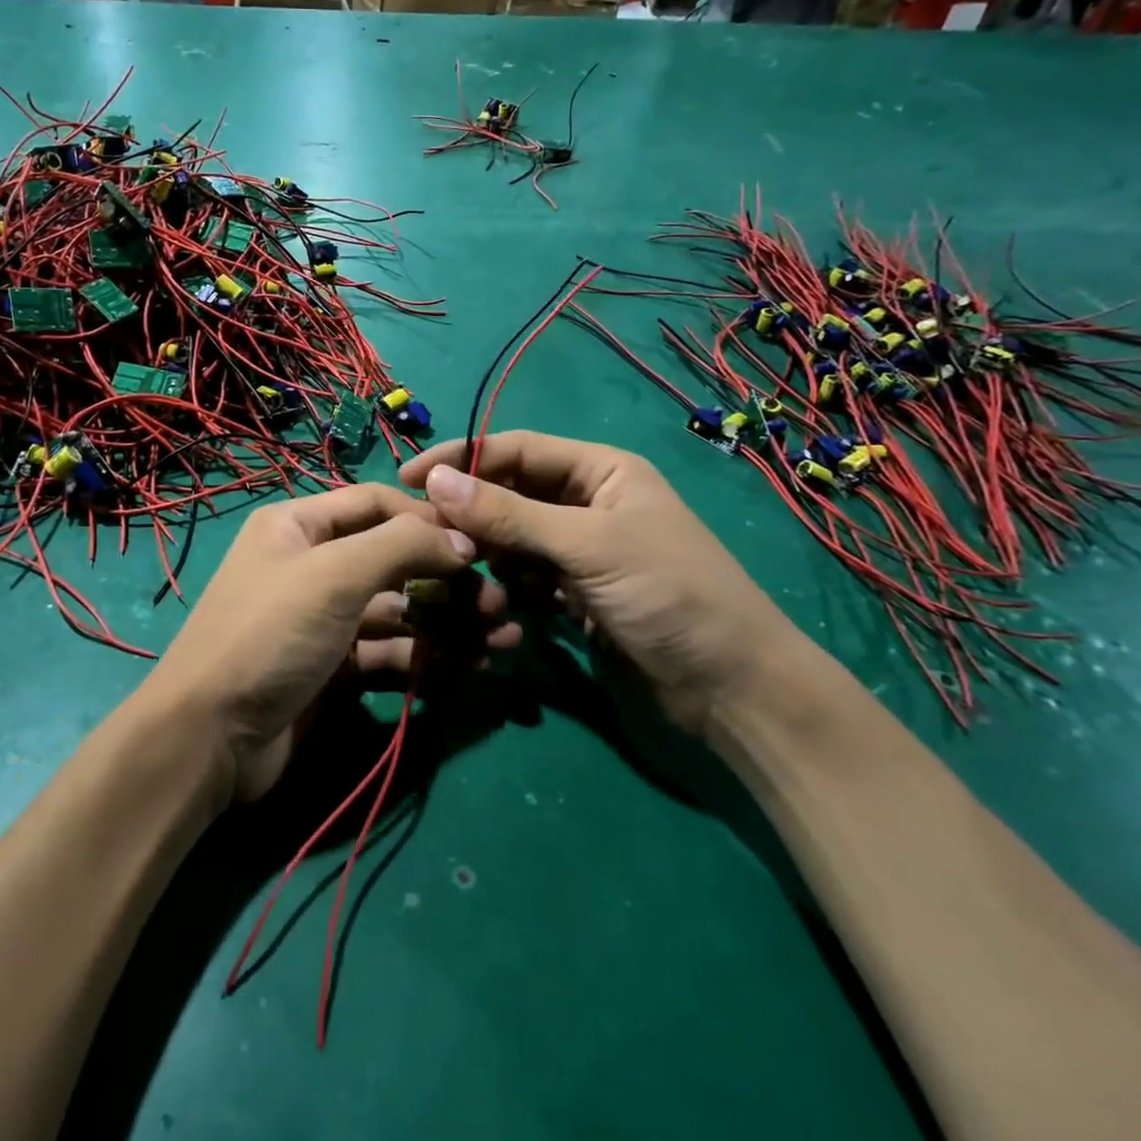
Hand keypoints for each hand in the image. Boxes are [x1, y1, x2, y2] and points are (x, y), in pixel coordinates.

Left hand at [145, 484, 520, 804]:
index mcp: (299, 526)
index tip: (481, 542)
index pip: (377, 503)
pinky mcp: (334, 669)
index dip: (429, 519)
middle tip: (502, 603)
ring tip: (503, 639)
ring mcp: (324, 620)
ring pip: (399, 610)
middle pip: (394, 560)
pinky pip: (390, 653)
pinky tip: (469, 666)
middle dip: (449, 579)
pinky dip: (427, 657)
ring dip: (449, 622)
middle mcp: (313, 566)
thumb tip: (462, 540)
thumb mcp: (334, 575)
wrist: (209, 740)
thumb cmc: (270, 635)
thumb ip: (402, 545)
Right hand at [401, 431, 807, 736]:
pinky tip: (495, 602)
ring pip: (514, 538)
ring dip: (487, 552)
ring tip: (457, 570)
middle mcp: (589, 502)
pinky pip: (526, 576)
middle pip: (512, 493)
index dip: (462, 459)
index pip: (517, 450)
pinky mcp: (577, 594)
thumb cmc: (669, 595)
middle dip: (472, 510)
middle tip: (422, 532)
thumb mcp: (588, 545)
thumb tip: (436, 480)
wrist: (732, 690)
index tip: (408, 478)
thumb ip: (510, 514)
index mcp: (601, 471)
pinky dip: (507, 585)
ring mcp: (582, 551)